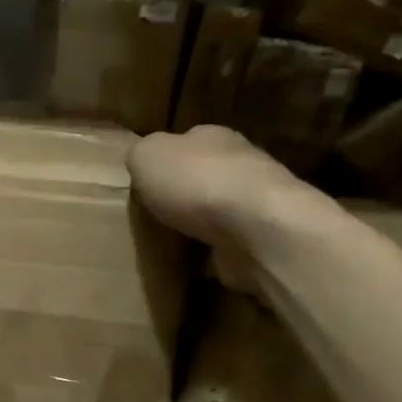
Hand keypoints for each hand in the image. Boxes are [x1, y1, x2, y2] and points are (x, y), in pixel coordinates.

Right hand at [129, 126, 312, 289]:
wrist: (255, 228)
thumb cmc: (195, 182)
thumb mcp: (146, 155)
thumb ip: (140, 154)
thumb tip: (144, 161)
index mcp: (212, 137)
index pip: (186, 141)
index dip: (164, 160)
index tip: (145, 182)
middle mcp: (239, 163)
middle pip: (204, 176)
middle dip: (183, 194)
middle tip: (154, 215)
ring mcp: (254, 204)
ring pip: (218, 211)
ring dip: (200, 225)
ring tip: (170, 242)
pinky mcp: (261, 240)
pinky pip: (228, 246)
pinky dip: (213, 254)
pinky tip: (194, 265)